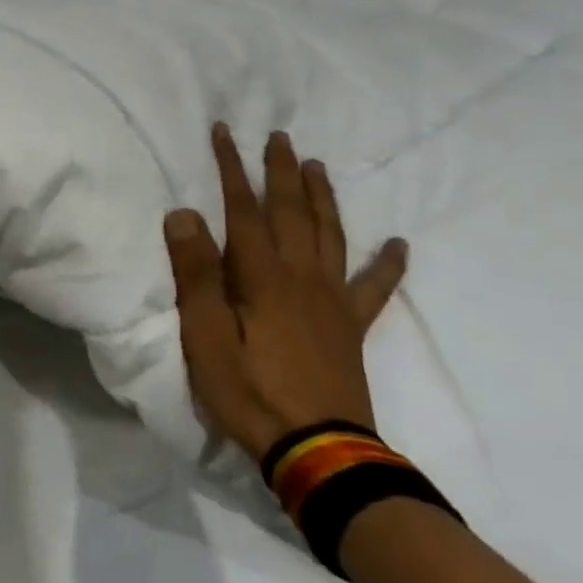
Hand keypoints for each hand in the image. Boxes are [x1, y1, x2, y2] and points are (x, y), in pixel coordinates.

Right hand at [163, 124, 408, 462]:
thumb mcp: (205, 335)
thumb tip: (183, 214)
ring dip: (323, 198)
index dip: (232, 169)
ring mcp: (332, 302)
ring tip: (317, 166)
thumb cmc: (249, 390)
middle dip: (282, 172)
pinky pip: (374, 289)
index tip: (225, 132)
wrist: (316, 449)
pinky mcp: (350, 328)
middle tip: (279, 137)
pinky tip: (399, 244)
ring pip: (330, 236)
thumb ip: (196, 274)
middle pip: (292, 213)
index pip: (243, 210)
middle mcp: (302, 277)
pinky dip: (388, 264)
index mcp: (262, 277)